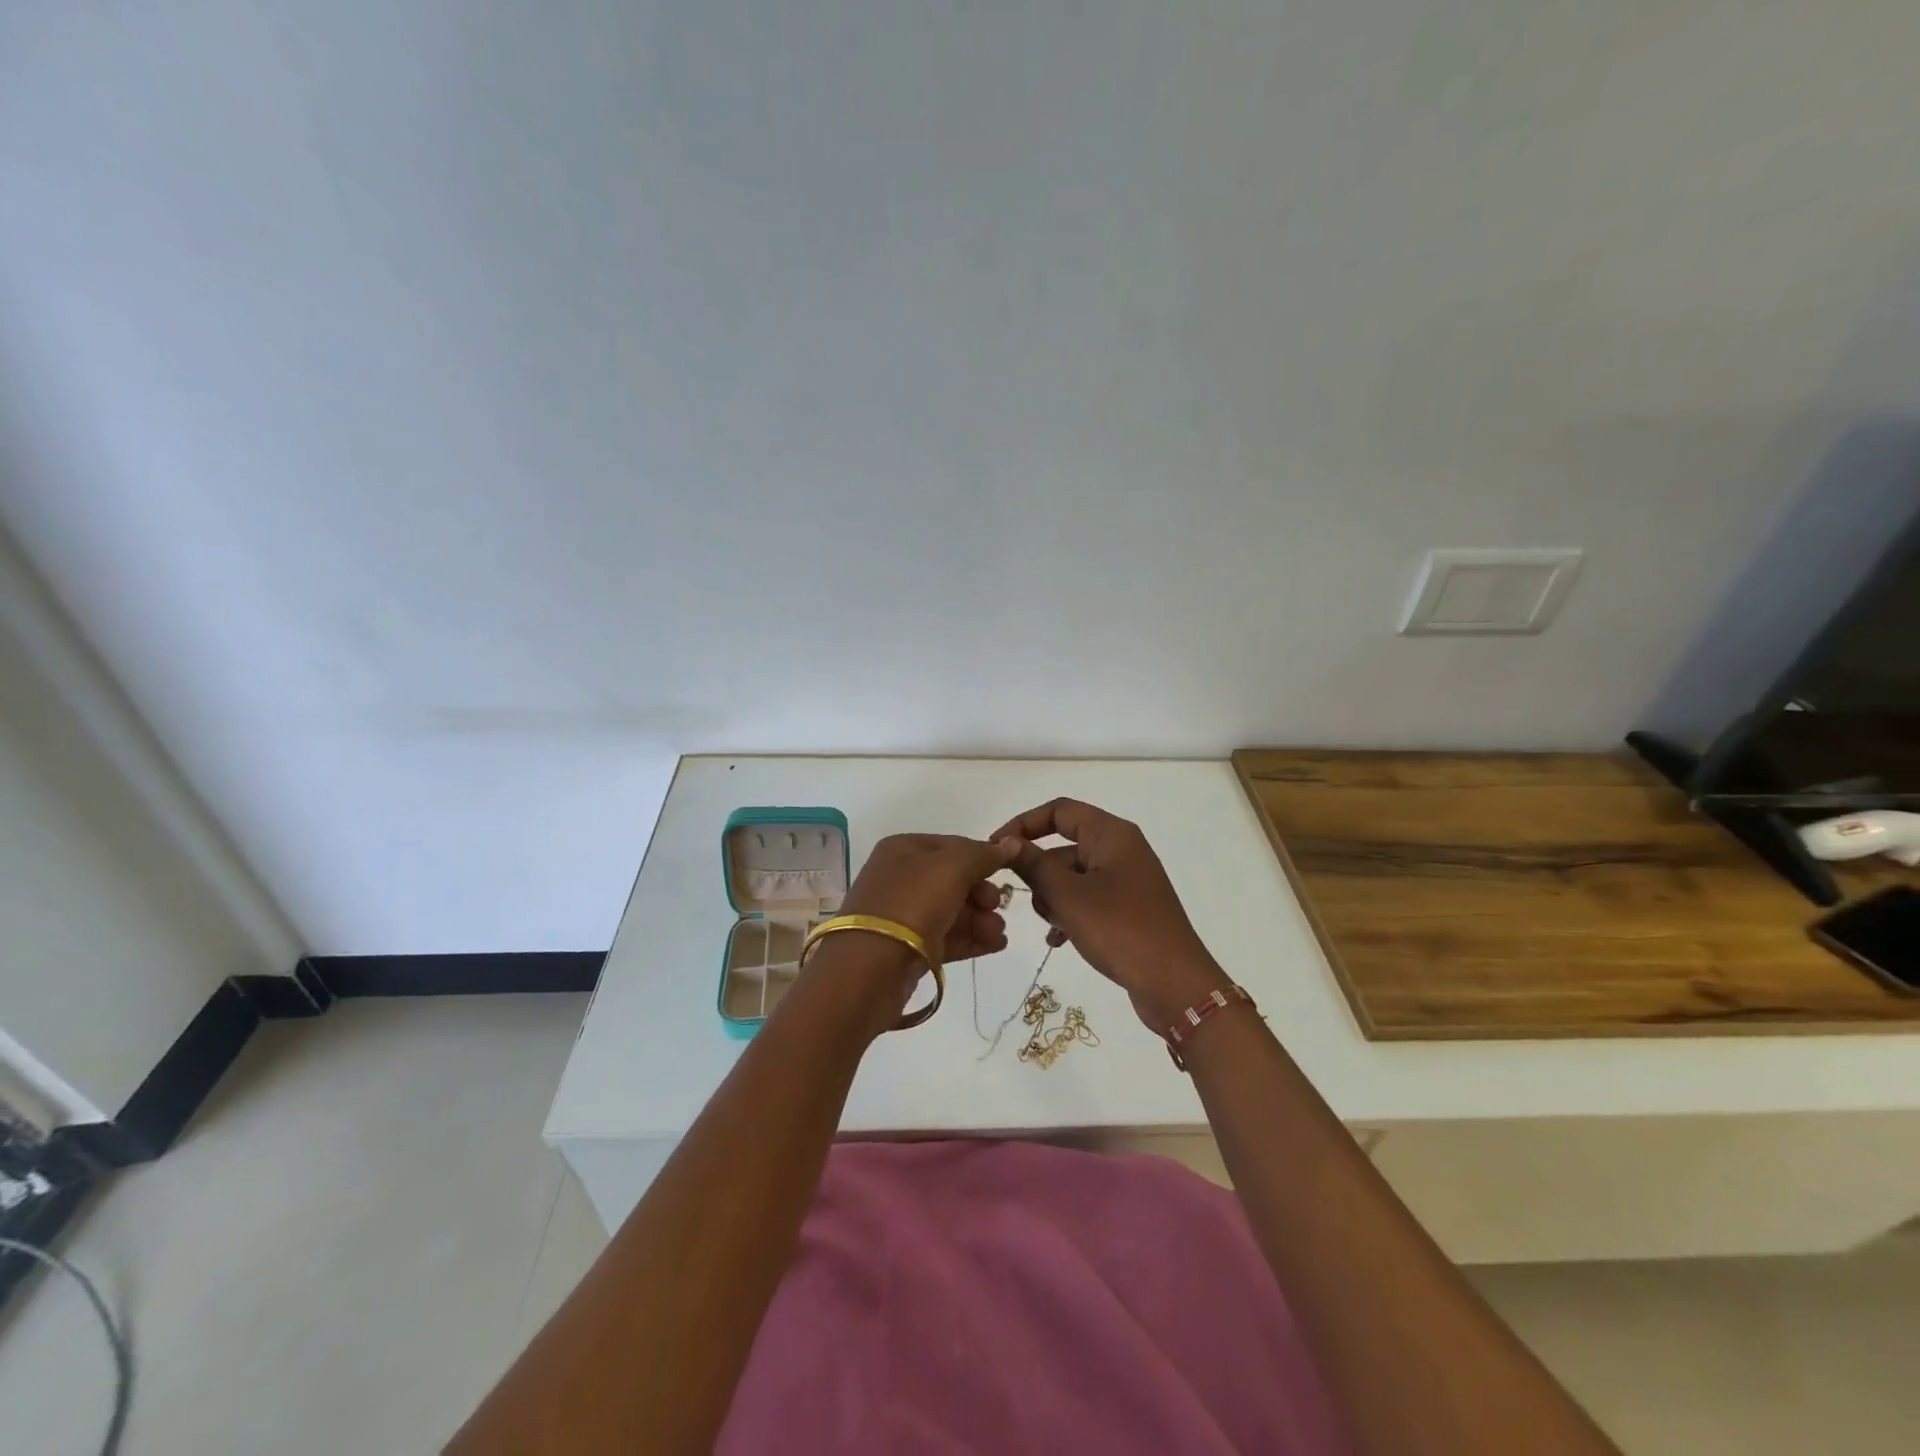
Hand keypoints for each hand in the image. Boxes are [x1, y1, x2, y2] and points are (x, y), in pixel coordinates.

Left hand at [839, 832, 1021, 962]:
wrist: (871, 968)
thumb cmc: (912, 903)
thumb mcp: (952, 868)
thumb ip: (983, 855)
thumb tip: (1011, 842)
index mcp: (903, 849)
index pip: (952, 845)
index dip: (981, 857)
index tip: (1005, 872)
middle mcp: (900, 878)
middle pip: (953, 880)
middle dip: (981, 893)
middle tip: (996, 906)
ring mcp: (902, 915)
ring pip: (951, 910)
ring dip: (980, 919)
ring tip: (999, 934)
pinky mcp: (908, 948)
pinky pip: (945, 937)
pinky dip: (970, 939)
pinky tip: (995, 945)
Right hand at [992, 799, 1229, 1030]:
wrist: (1175, 985)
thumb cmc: (1119, 929)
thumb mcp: (1068, 896)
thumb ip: (1033, 865)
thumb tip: (1007, 843)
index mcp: (1111, 834)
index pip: (1059, 810)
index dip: (1024, 824)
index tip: (995, 847)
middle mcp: (1121, 849)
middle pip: (1065, 846)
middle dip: (1039, 871)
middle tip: (1018, 898)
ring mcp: (1127, 880)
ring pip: (1073, 876)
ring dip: (1053, 897)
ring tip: (1052, 926)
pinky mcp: (1129, 909)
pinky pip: (1088, 900)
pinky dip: (1070, 914)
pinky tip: (1058, 940)